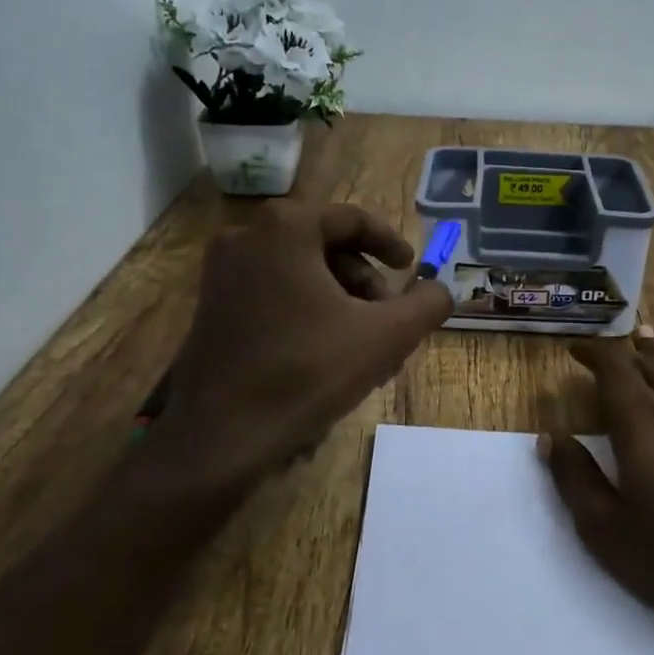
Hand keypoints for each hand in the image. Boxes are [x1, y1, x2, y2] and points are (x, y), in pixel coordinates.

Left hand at [156, 201, 453, 482]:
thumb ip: (426, 305)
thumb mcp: (385, 336)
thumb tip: (441, 290)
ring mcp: (222, 272)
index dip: (390, 243)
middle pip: (326, 246)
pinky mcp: (212, 306)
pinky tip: (328, 355)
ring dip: (341, 301)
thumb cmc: (307, 372)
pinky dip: (309, 312)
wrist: (222, 435)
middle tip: (390, 321)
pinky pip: (274, 293)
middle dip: (366, 283)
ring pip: (301, 273)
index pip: (352, 220)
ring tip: (365, 348)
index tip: (411, 269)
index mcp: (285, 228)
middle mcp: (247, 237)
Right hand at [539, 328, 653, 654]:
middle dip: (625, 352)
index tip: (575, 350)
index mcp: (641, 426)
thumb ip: (576, 480)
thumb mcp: (610, 532)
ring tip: (648, 335)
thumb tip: (552, 437)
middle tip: (608, 345)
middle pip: (650, 366)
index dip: (594, 353)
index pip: (614, 370)